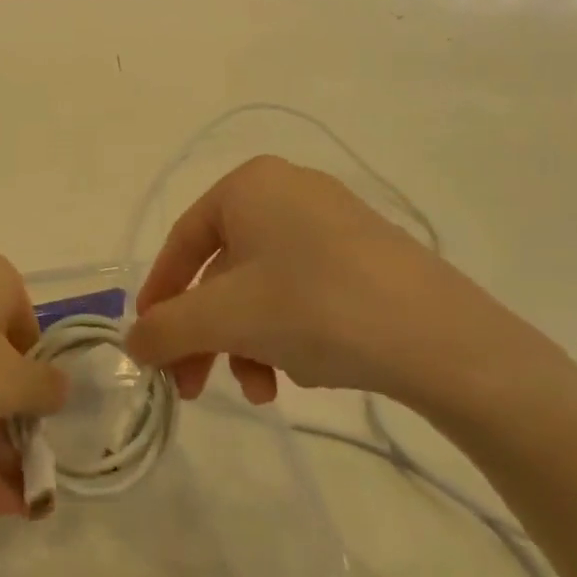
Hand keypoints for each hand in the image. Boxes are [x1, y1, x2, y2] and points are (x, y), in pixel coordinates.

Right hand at [126, 157, 566, 416]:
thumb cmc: (316, 307)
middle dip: (206, 335)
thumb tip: (131, 343)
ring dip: (246, 343)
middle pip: (222, 271)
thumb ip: (165, 328)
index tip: (148, 346)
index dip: (158, 297)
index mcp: (249, 185)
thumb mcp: (225, 318)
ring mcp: (332, 222)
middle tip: (192, 387)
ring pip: (262, 288)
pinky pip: (302, 292)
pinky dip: (286, 334)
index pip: (182, 242)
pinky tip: (302, 374)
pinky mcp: (365, 256)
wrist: (445, 339)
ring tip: (261, 391)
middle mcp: (288, 192)